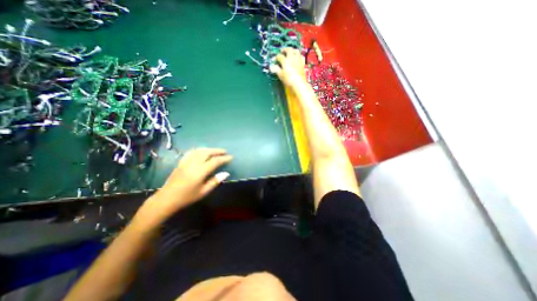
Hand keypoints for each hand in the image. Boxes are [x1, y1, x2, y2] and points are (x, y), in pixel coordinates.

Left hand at [137, 148, 232, 224]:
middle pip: (207, 152)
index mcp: (200, 171)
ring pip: (199, 150)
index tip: (231, 157)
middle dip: (217, 150)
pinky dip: (199, 150)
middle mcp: (193, 163)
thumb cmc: (187, 197)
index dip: (224, 158)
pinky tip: (202, 151)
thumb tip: (226, 173)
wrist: (167, 198)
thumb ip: (215, 181)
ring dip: (209, 149)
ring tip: (215, 151)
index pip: (215, 161)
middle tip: (225, 151)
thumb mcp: (203, 191)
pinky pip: (191, 152)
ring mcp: (186, 162)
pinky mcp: (181, 162)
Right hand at [269, 47, 305, 87]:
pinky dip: (298, 55)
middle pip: (288, 50)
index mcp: (285, 60)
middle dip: (284, 49)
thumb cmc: (288, 79)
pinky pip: (301, 56)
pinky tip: (297, 58)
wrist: (299, 83)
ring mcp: (298, 59)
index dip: (276, 57)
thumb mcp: (281, 75)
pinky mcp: (302, 63)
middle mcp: (292, 58)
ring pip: (296, 51)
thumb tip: (271, 66)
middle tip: (282, 51)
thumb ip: (276, 69)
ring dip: (292, 50)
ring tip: (290, 53)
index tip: (274, 60)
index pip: (279, 56)